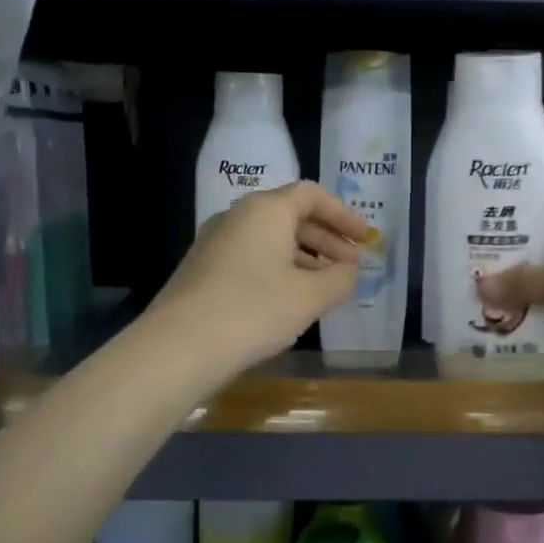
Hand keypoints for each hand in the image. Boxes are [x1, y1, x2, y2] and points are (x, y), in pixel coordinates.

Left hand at [150, 182, 366, 369]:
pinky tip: (290, 300)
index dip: (343, 215)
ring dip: (304, 257)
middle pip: (291, 216)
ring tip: (326, 286)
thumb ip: (339, 280)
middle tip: (351, 266)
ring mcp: (215, 243)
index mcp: (265, 210)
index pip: (311, 195)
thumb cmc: (253, 310)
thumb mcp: (309, 297)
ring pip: (270, 239)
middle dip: (326, 239)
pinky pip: (251, 258)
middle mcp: (238, 217)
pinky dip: (278, 270)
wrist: (179, 347)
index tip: (365, 239)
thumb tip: (349, 272)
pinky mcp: (203, 269)